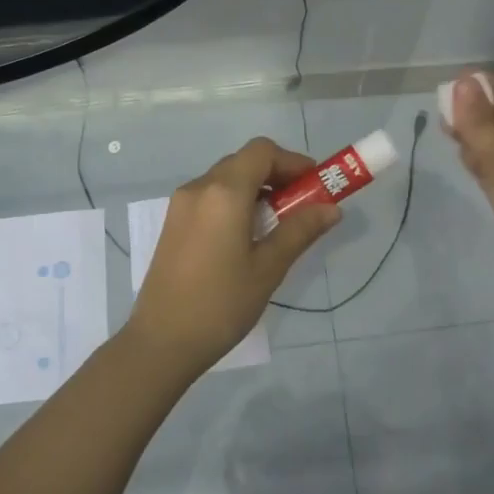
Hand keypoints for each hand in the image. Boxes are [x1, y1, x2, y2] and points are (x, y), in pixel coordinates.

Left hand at [121, 137, 340, 380]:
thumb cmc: (221, 303)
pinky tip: (247, 236)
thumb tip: (331, 208)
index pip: (262, 151)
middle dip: (277, 175)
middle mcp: (199, 188)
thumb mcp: (268, 268)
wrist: (162, 341)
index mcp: (224, 192)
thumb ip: (300, 230)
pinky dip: (235, 202)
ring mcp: (181, 205)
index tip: (315, 185)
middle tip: (302, 205)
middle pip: (244, 162)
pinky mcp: (173, 223)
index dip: (293, 161)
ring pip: (226, 179)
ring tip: (278, 224)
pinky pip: (210, 197)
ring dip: (256, 189)